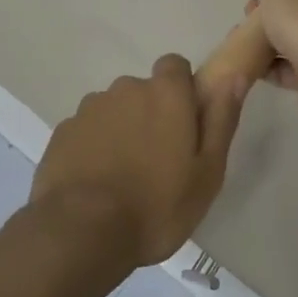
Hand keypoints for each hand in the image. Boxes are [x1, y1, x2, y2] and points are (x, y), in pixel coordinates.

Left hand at [29, 55, 244, 269]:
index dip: (181, 90)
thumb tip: (234, 77)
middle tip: (157, 161)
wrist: (82, 230)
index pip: (175, 66)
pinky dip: (93, 146)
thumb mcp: (206, 172)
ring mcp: (90, 108)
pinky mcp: (64, 130)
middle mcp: (126, 88)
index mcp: (165, 94)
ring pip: (114, 110)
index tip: (184, 124)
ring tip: (124, 177)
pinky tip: (96, 182)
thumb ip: (221, 120)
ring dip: (121, 131)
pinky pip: (87, 130)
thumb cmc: (157, 206)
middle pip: (143, 91)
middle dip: (150, 115)